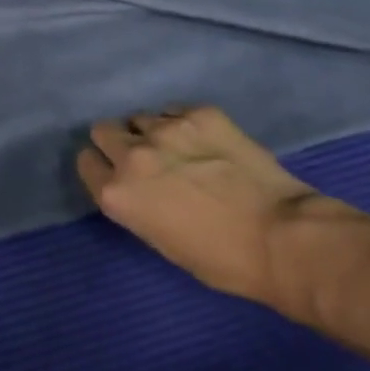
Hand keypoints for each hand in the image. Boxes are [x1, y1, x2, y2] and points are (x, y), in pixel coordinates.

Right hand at [78, 106, 343, 309]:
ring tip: (180, 149)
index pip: (86, 163)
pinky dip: (183, 123)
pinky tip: (205, 141)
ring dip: (151, 132)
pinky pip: (175, 110)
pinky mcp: (200, 113)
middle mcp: (132, 155)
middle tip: (145, 158)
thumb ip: (138, 205)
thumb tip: (142, 186)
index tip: (115, 172)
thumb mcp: (162, 241)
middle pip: (103, 130)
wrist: (283, 237)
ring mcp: (166, 128)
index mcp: (117, 194)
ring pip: (140, 117)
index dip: (100, 167)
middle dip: (118, 141)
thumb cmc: (222, 260)